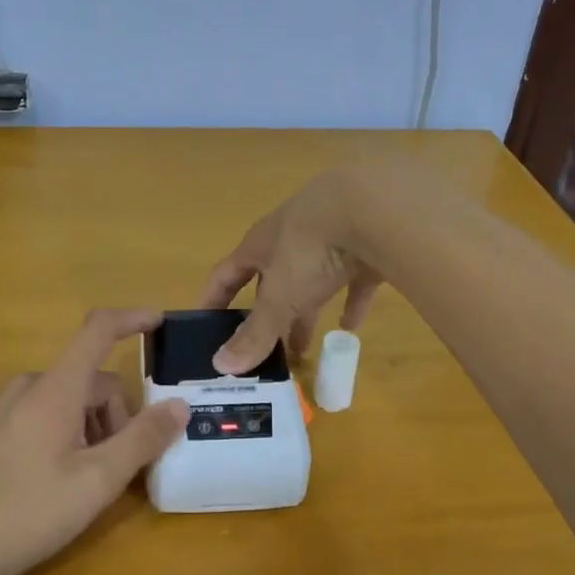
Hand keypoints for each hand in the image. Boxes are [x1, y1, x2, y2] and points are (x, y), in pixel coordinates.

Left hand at [0, 308, 189, 574]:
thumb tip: (179, 405)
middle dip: (116, 414)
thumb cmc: (28, 511)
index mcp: (54, 388)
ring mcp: (1, 409)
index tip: (158, 322)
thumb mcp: (98, 480)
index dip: (131, 319)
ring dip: (90, 428)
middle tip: (121, 465)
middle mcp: (26, 387)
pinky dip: (62, 435)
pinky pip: (38, 417)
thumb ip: (142, 438)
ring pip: (65, 401)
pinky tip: (53, 483)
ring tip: (87, 481)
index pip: (98, 331)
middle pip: (89, 380)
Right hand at [198, 167, 383, 374]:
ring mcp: (329, 240)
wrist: (371, 208)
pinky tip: (350, 328)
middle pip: (270, 282)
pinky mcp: (365, 248)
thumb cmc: (309, 250)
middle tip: (262, 350)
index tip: (203, 326)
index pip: (226, 275)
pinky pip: (353, 281)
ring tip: (301, 347)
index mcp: (260, 245)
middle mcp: (290, 239)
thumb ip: (255, 333)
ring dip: (304, 313)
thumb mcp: (279, 298)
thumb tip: (221, 366)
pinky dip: (349, 304)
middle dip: (266, 316)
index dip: (213, 299)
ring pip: (311, 281)